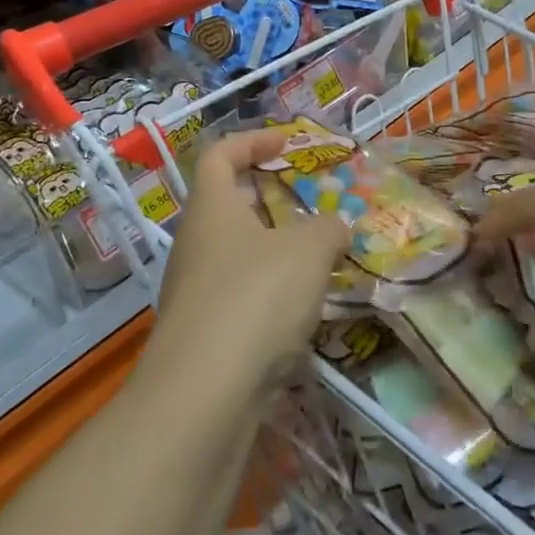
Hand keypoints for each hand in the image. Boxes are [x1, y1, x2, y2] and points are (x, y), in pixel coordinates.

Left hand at [146, 130, 349, 401]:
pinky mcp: (206, 333)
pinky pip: (242, 295)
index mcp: (212, 208)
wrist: (204, 394)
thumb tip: (337, 225)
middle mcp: (196, 243)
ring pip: (240, 252)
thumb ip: (328, 229)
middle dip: (274, 197)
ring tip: (322, 256)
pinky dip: (272, 291)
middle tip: (316, 203)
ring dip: (278, 248)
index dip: (254, 140)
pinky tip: (305, 308)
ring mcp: (196, 290)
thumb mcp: (307, 252)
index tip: (290, 143)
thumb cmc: (255, 298)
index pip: (220, 154)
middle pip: (231, 203)